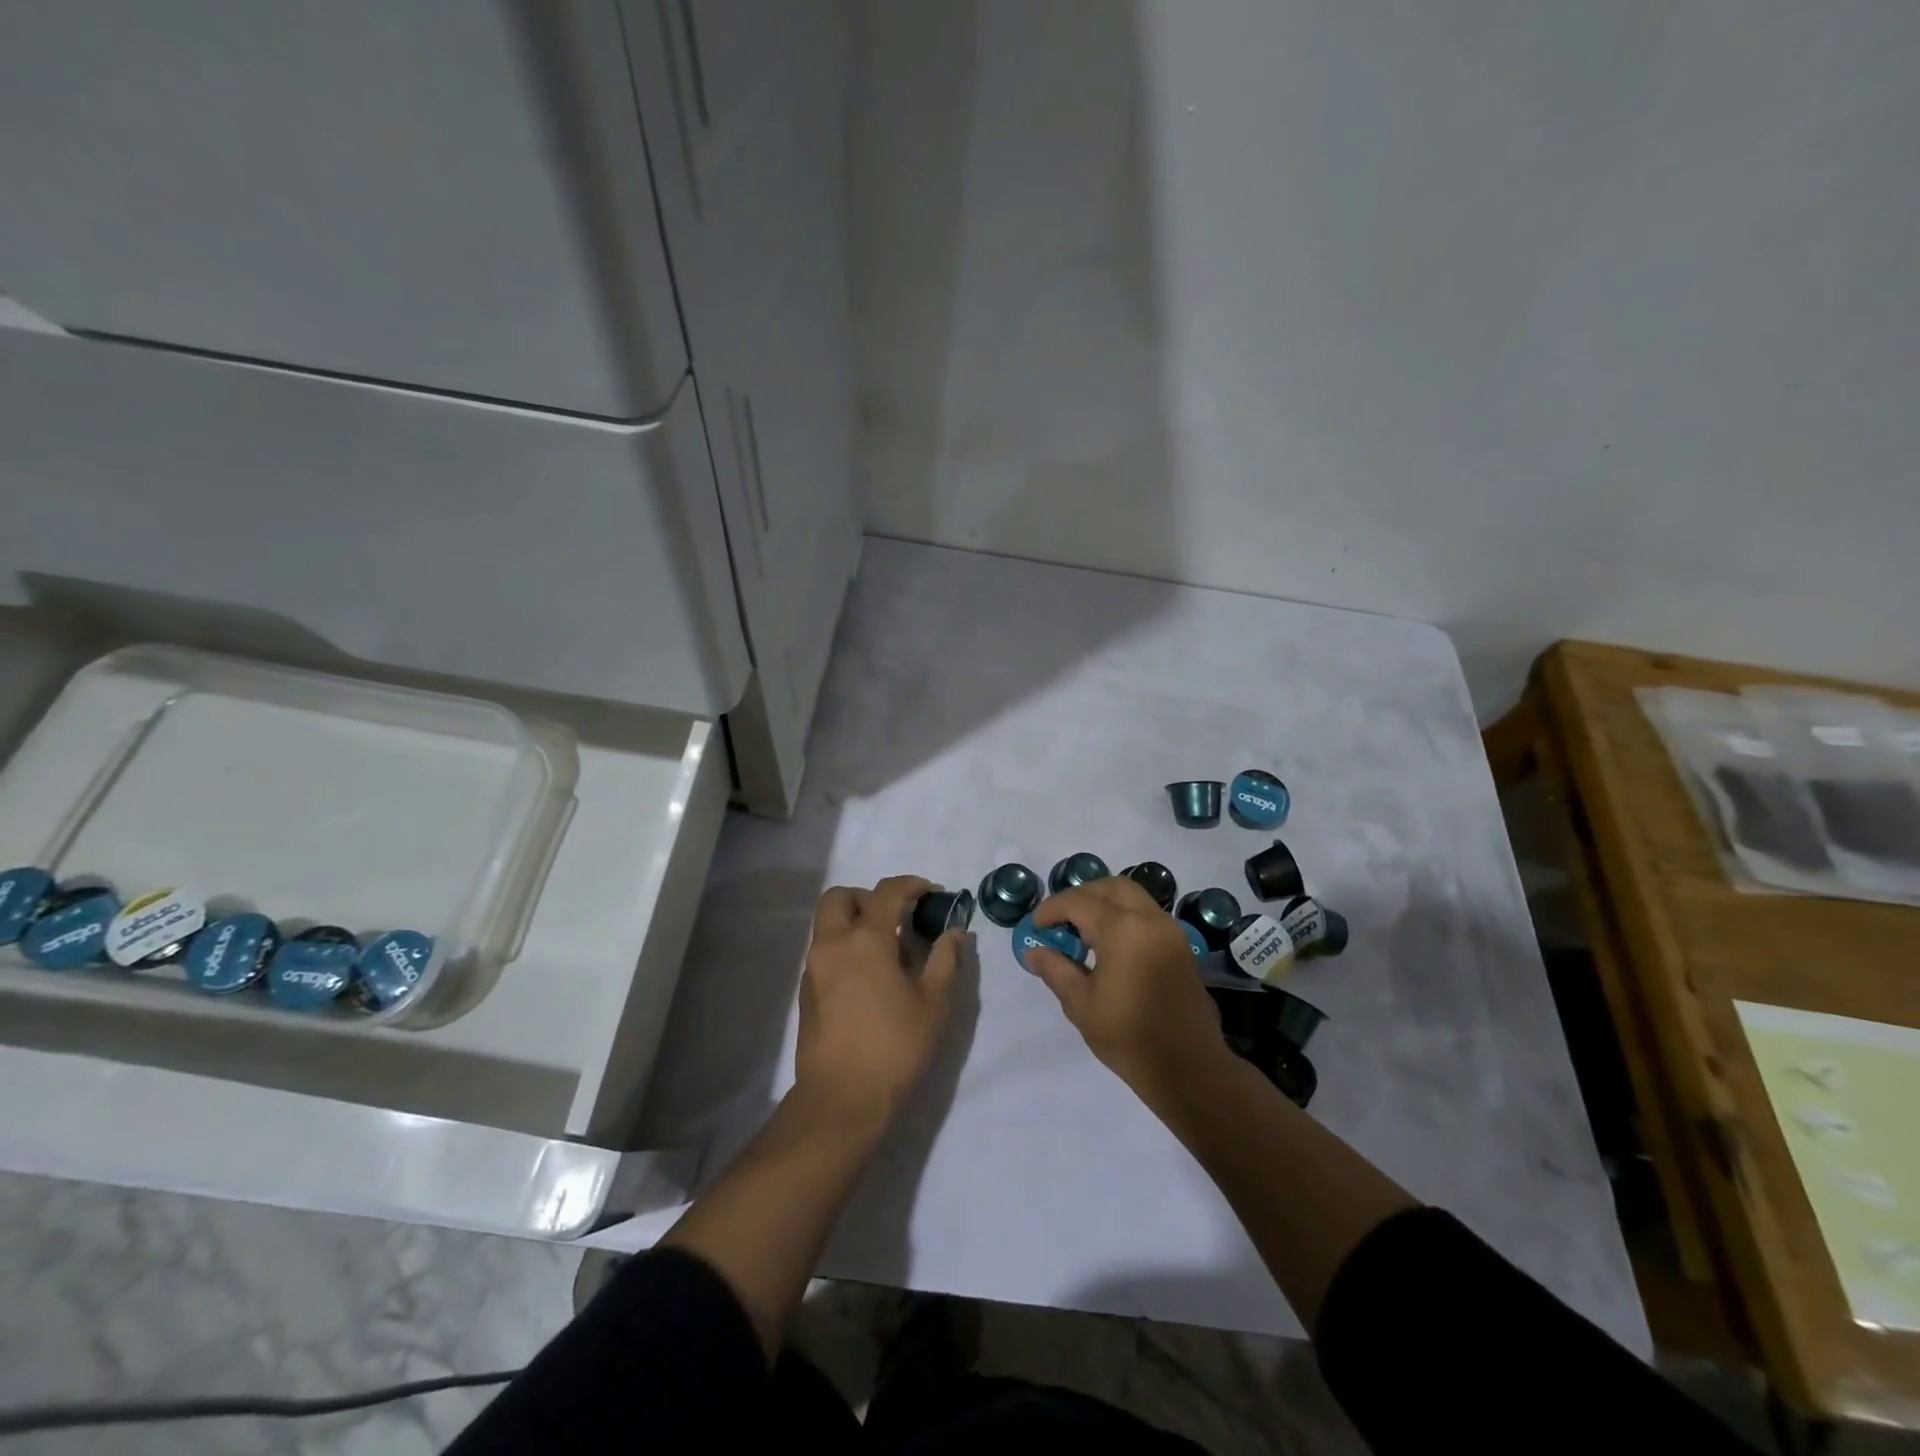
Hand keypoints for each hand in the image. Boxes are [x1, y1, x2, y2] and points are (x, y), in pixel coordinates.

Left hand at [793, 875, 965, 1129]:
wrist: (842, 1099)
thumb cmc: (895, 1048)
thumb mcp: (934, 1004)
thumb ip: (945, 960)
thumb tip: (954, 932)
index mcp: (866, 940)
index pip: (886, 892)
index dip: (911, 885)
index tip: (931, 893)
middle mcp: (833, 944)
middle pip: (840, 896)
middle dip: (868, 897)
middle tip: (895, 918)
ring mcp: (813, 967)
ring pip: (827, 923)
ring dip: (853, 921)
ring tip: (885, 950)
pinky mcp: (805, 991)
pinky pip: (823, 950)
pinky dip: (843, 947)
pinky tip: (866, 977)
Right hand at [1028, 877, 1228, 1102]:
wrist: (1189, 1069)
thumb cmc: (1129, 1037)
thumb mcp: (1081, 1005)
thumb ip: (1056, 970)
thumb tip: (1035, 951)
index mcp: (1123, 930)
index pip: (1079, 902)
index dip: (1052, 909)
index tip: (1035, 926)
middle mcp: (1150, 920)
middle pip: (1111, 887)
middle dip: (1082, 896)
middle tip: (1060, 920)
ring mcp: (1171, 931)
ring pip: (1133, 897)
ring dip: (1105, 903)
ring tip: (1083, 932)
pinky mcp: (1182, 947)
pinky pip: (1148, 915)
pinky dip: (1125, 917)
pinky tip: (1109, 946)